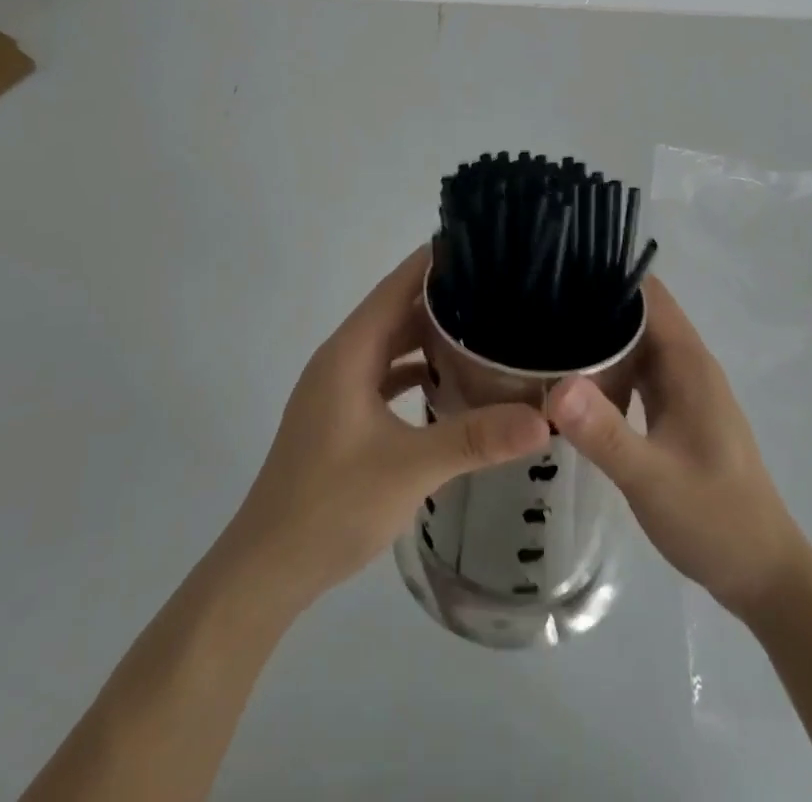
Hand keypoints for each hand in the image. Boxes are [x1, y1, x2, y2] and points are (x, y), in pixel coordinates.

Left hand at [223, 248, 551, 611]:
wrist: (267, 569)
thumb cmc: (331, 504)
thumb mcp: (410, 467)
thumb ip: (475, 437)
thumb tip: (544, 417)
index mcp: (350, 352)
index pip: (396, 285)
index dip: (434, 261)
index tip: (480, 242)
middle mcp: (342, 359)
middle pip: (396, 311)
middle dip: (443, 296)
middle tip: (500, 285)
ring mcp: (338, 389)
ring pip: (391, 345)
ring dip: (430, 335)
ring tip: (485, 325)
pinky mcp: (342, 417)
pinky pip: (386, 376)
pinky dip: (416, 370)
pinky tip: (451, 382)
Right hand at [546, 277, 803, 620]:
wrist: (764, 575)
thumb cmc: (715, 520)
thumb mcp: (651, 479)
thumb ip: (604, 433)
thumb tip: (556, 384)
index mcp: (688, 363)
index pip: (648, 294)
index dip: (607, 279)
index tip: (557, 277)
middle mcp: (687, 365)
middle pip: (636, 316)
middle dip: (591, 311)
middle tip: (535, 315)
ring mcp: (683, 389)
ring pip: (634, 347)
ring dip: (597, 345)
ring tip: (544, 345)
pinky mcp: (677, 412)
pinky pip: (636, 376)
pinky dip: (608, 375)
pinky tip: (574, 391)